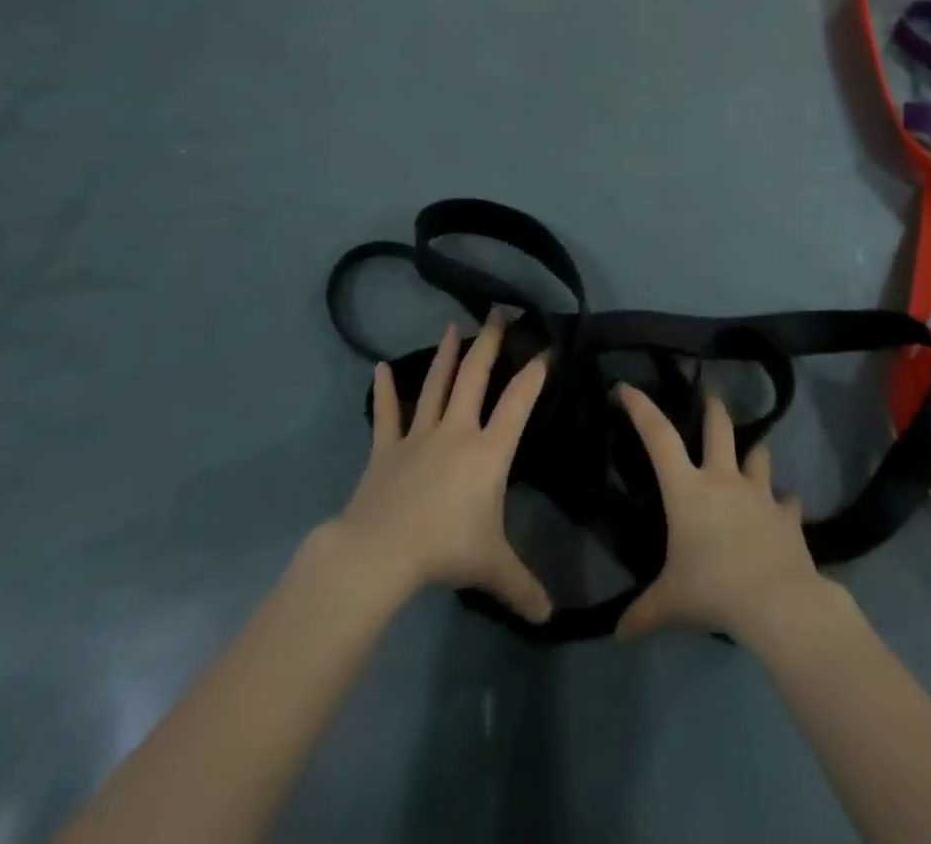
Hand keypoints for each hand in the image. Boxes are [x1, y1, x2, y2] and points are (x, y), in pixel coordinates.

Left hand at [324, 311, 552, 623]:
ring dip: (446, 355)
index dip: (534, 374)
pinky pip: (387, 414)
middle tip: (497, 313)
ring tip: (453, 326)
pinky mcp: (387, 448)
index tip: (546, 348)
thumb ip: (523, 586)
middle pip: (475, 377)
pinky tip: (379, 367)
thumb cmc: (445, 550)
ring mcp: (419, 435)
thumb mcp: (492, 568)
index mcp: (488, 451)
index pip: (518, 402)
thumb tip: (551, 616)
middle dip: (489, 343)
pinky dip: (384, 391)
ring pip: (436, 385)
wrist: (381, 551)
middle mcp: (457, 430)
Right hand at [613, 382, 838, 643]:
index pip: (659, 437)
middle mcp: (723, 479)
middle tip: (709, 393)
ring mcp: (759, 493)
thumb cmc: (713, 590)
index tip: (629, 387)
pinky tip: (784, 509)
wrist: (777, 602)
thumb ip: (642, 614)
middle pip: (719, 426)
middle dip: (713, 406)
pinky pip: (787, 500)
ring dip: (754, 453)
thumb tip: (618, 635)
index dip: (642, 408)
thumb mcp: (670, 603)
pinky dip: (784, 502)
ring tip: (752, 456)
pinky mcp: (787, 514)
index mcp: (687, 489)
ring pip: (758, 455)